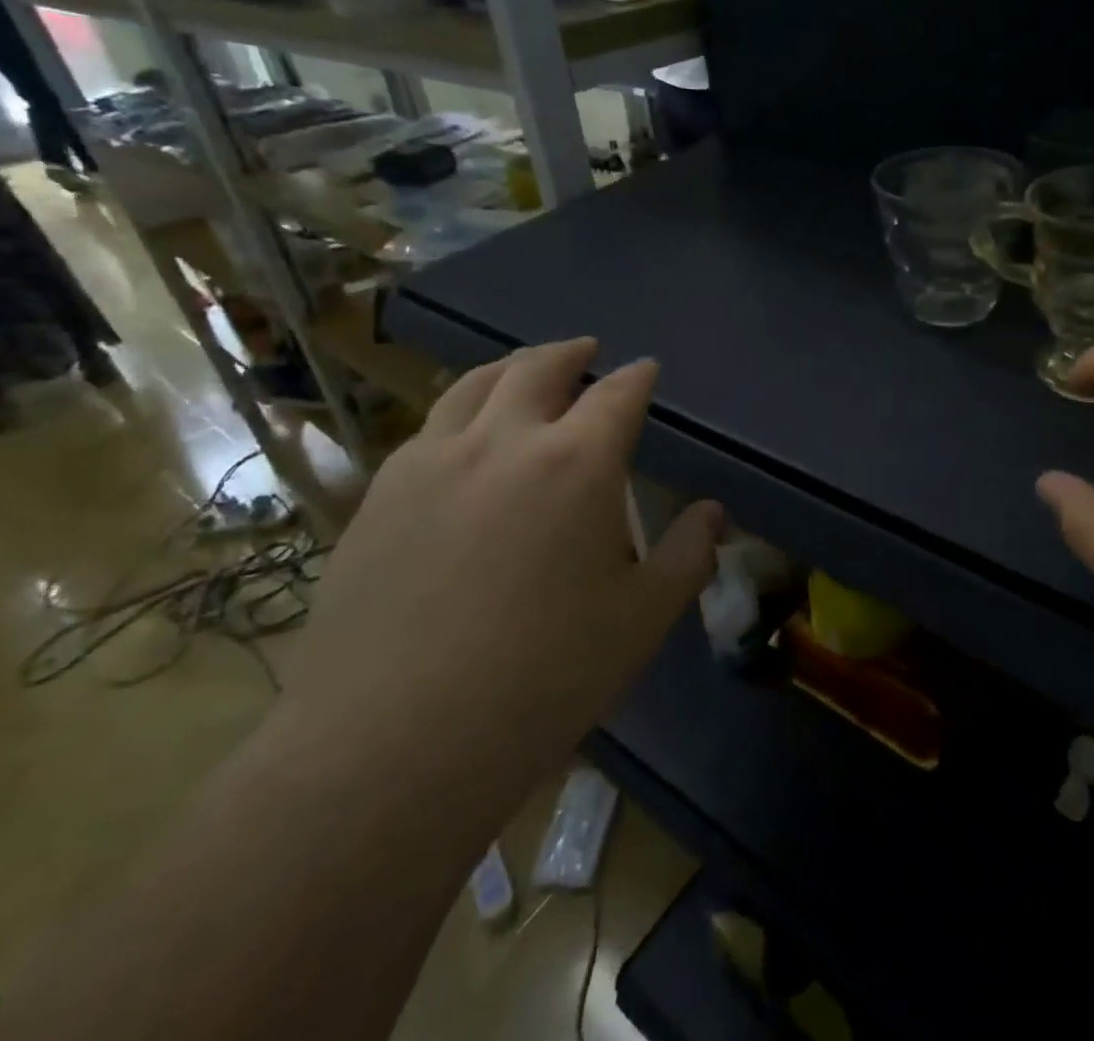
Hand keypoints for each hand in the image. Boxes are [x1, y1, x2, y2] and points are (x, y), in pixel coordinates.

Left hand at [278, 339, 719, 814]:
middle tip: (587, 351)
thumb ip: (686, 555)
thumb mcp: (641, 619)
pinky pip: (429, 429)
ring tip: (524, 371)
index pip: (618, 394)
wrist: (391, 742)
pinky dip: (460, 412)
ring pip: (473, 385)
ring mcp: (432, 462)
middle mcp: (504, 441)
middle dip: (571, 353)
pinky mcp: (380, 495)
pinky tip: (462, 438)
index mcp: (577, 462)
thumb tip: (713, 513)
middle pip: (539, 368)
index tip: (647, 370)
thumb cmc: (542, 677)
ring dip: (510, 368)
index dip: (638, 376)